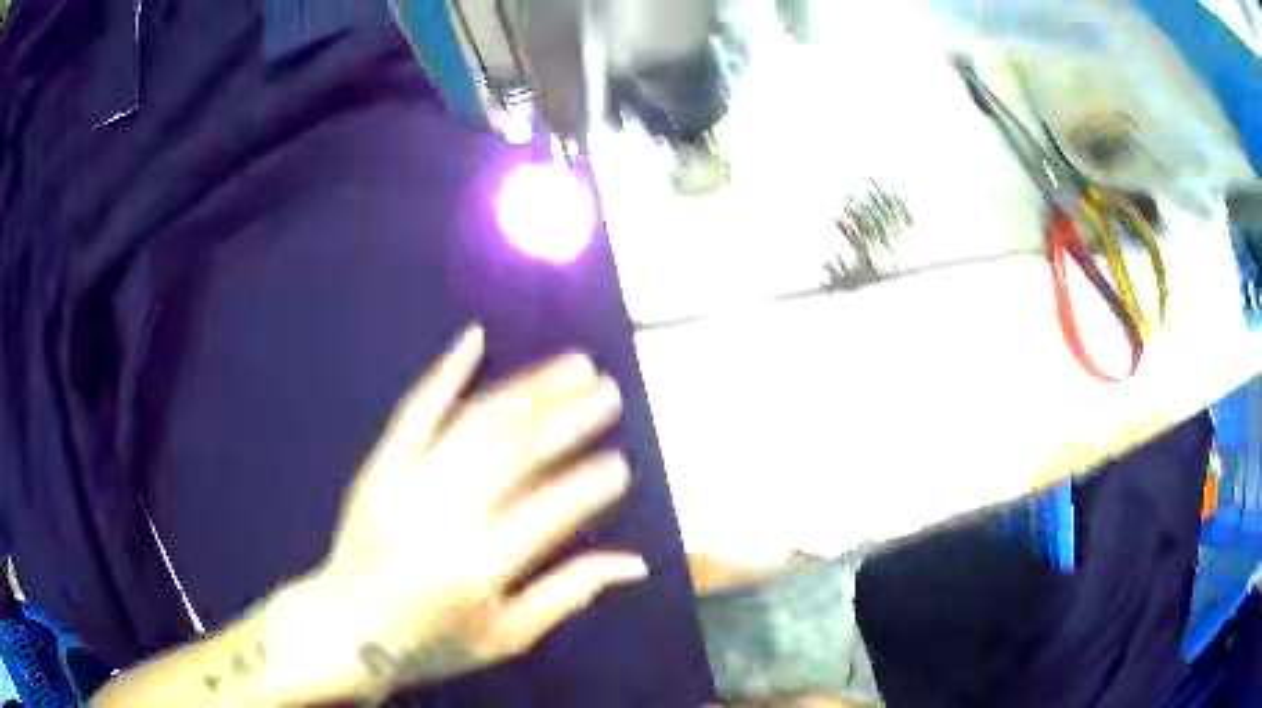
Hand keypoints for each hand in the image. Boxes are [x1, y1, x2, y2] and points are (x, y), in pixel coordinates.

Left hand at [284, 326, 646, 701]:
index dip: (588, 486)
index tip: (621, 463)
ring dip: (528, 389)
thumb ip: (568, 594)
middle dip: (568, 420)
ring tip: (573, 366)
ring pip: (473, 424)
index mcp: (476, 570)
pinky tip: (475, 339)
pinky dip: (445, 373)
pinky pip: (413, 412)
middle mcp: (441, 520)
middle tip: (608, 393)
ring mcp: (404, 485)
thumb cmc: (432, 644)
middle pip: (513, 456)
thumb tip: (634, 563)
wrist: (345, 629)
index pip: (547, 514)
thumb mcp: (506, 636)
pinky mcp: (378, 468)